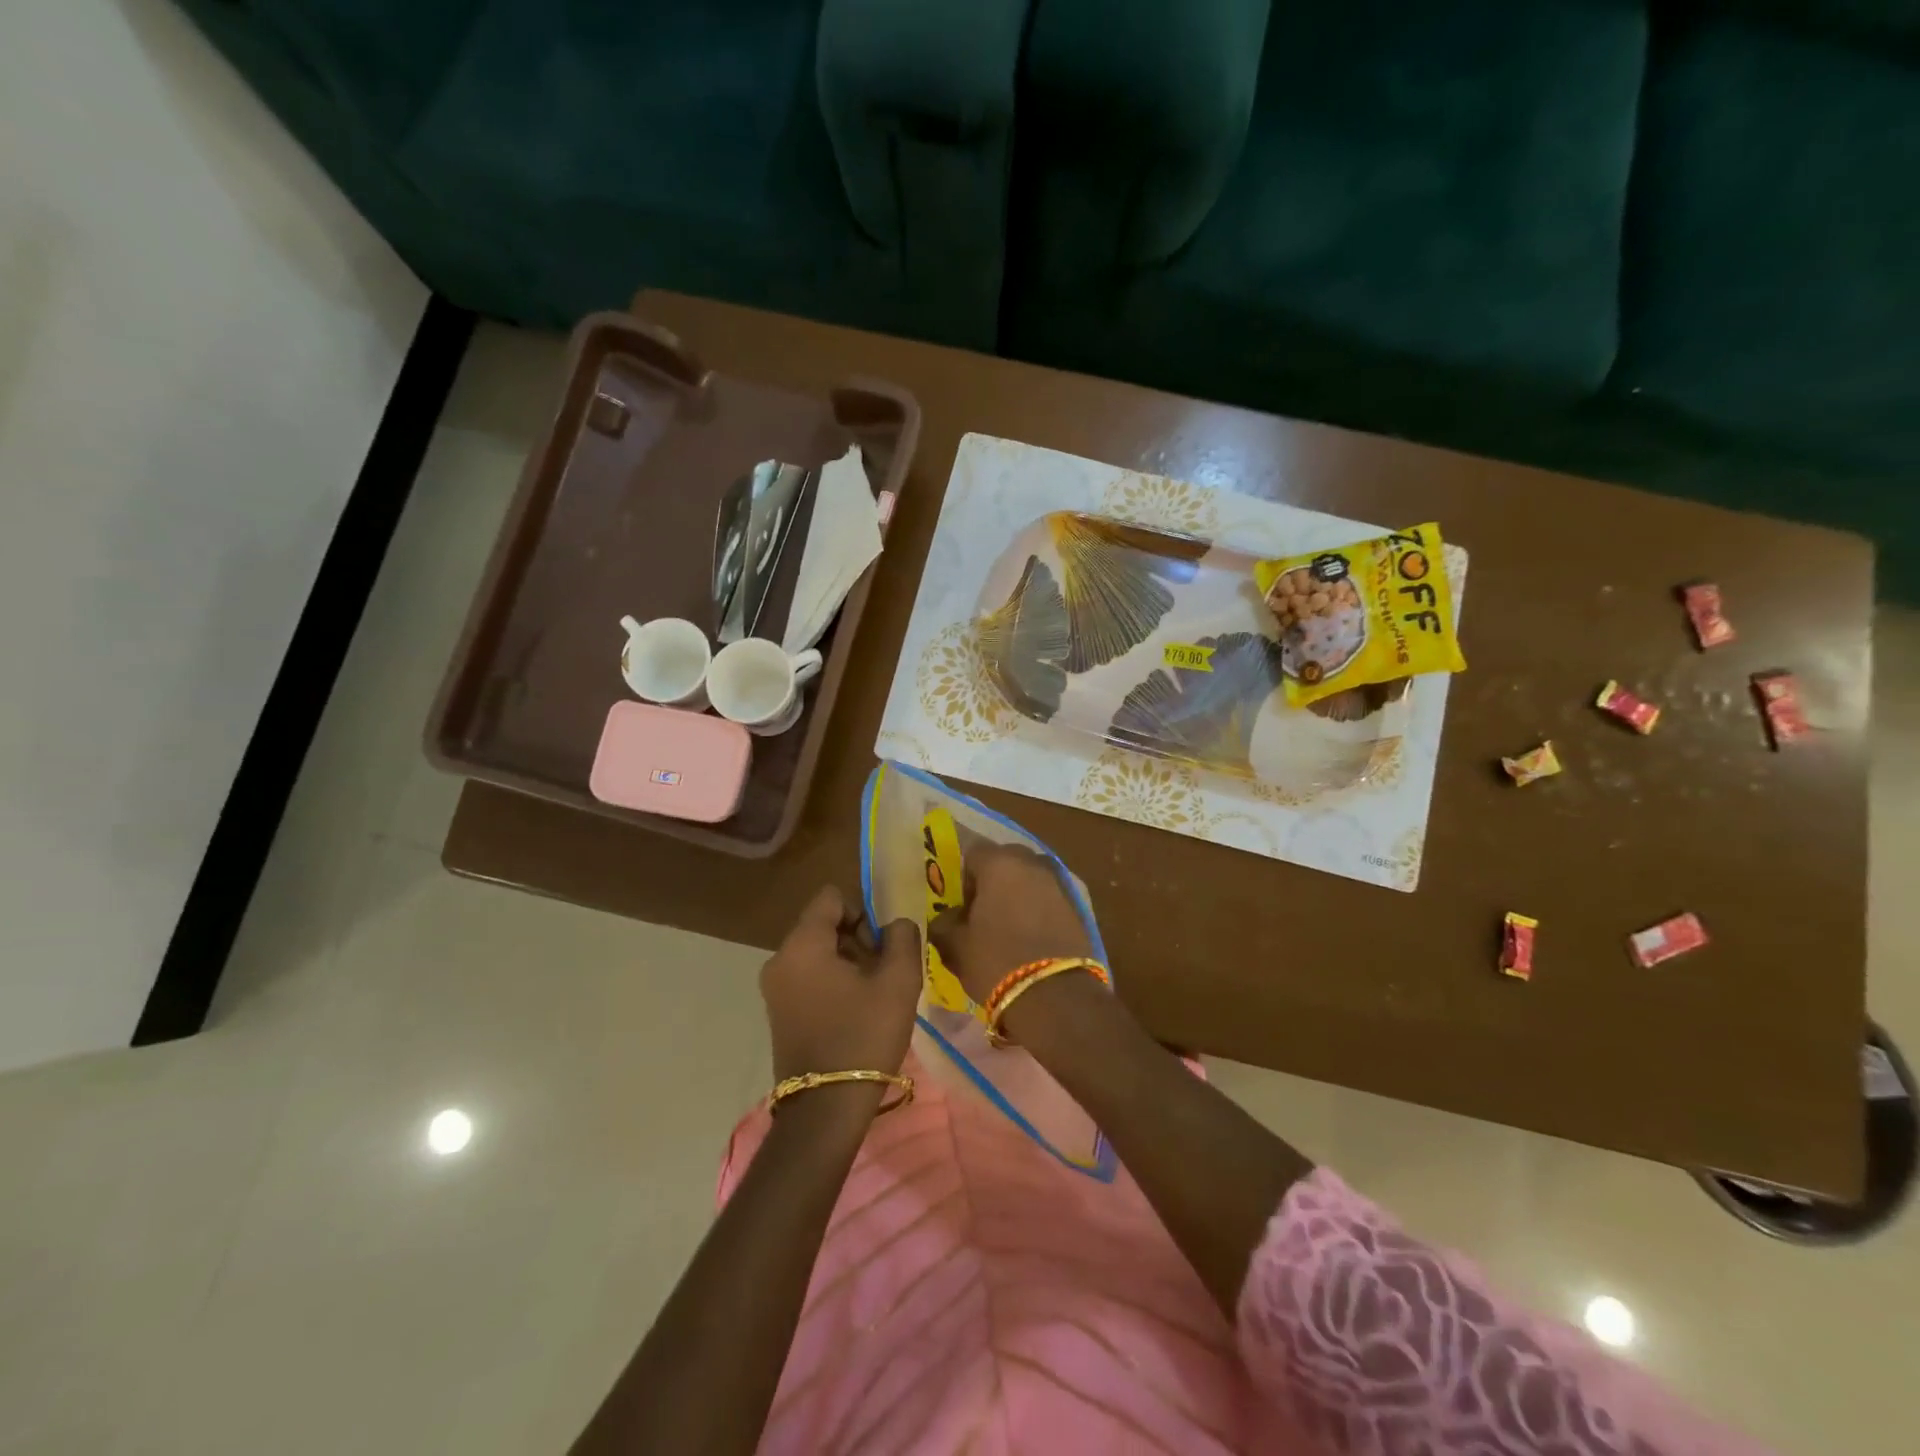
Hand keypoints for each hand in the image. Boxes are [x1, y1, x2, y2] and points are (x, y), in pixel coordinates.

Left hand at [761, 886, 921, 1082]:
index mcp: (802, 944)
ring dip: (848, 962)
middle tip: (884, 971)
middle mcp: (780, 959)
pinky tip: (856, 1011)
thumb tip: (896, 924)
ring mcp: (774, 988)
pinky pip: (808, 977)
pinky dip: (832, 982)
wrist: (825, 1110)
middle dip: (857, 938)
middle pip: (824, 924)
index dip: (863, 910)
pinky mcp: (778, 1012)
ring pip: (817, 952)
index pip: (831, 897)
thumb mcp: (898, 982)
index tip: (882, 944)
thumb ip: (902, 938)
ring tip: (874, 994)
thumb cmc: (863, 1037)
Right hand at [928, 844, 1094, 1004]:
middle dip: (992, 881)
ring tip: (1006, 927)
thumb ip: (944, 923)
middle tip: (982, 913)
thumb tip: (946, 917)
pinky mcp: (1078, 907)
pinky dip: (1037, 910)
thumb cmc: (997, 962)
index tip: (960, 904)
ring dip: (1017, 895)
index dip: (963, 876)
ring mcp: (1059, 883)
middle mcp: (1032, 863)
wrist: (1056, 996)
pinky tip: (1029, 938)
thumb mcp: (955, 946)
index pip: (973, 852)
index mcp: (1000, 863)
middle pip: (1005, 861)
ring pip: (1030, 879)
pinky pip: (1048, 899)